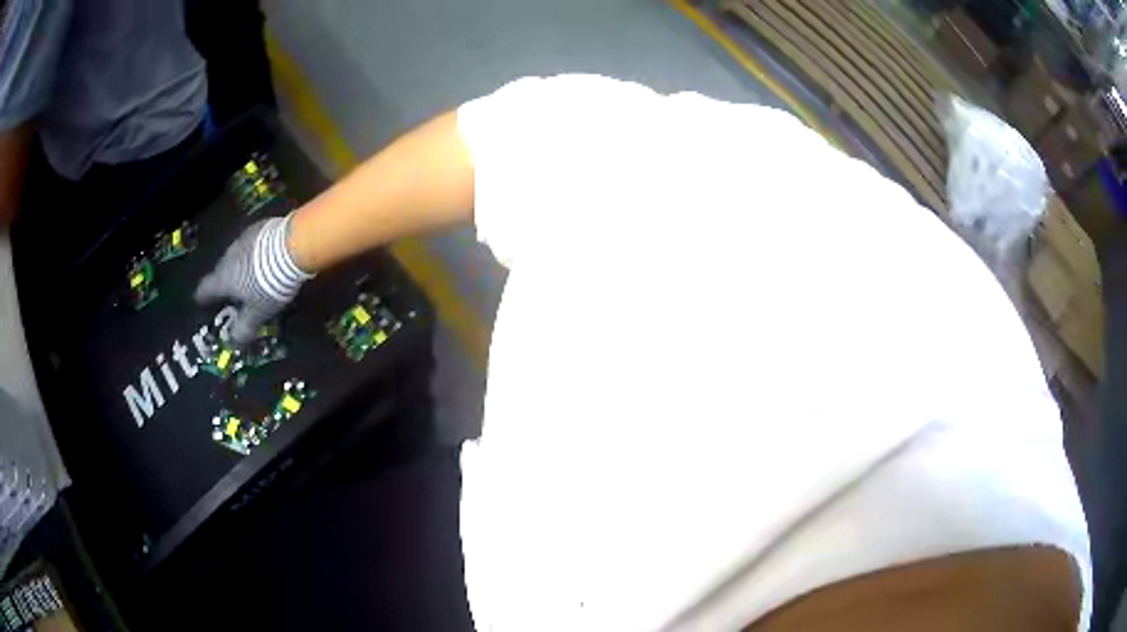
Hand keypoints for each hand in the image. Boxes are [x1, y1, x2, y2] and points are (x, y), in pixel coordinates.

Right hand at [195, 215, 313, 342]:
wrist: (292, 245)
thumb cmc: (270, 284)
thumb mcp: (258, 312)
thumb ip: (244, 328)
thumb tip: (233, 344)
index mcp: (224, 278)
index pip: (205, 289)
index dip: (202, 297)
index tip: (200, 301)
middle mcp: (228, 256)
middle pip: (220, 271)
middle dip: (224, 282)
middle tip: (231, 293)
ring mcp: (243, 239)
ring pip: (235, 256)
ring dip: (239, 267)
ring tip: (248, 277)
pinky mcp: (259, 228)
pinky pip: (250, 244)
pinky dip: (253, 254)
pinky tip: (263, 259)